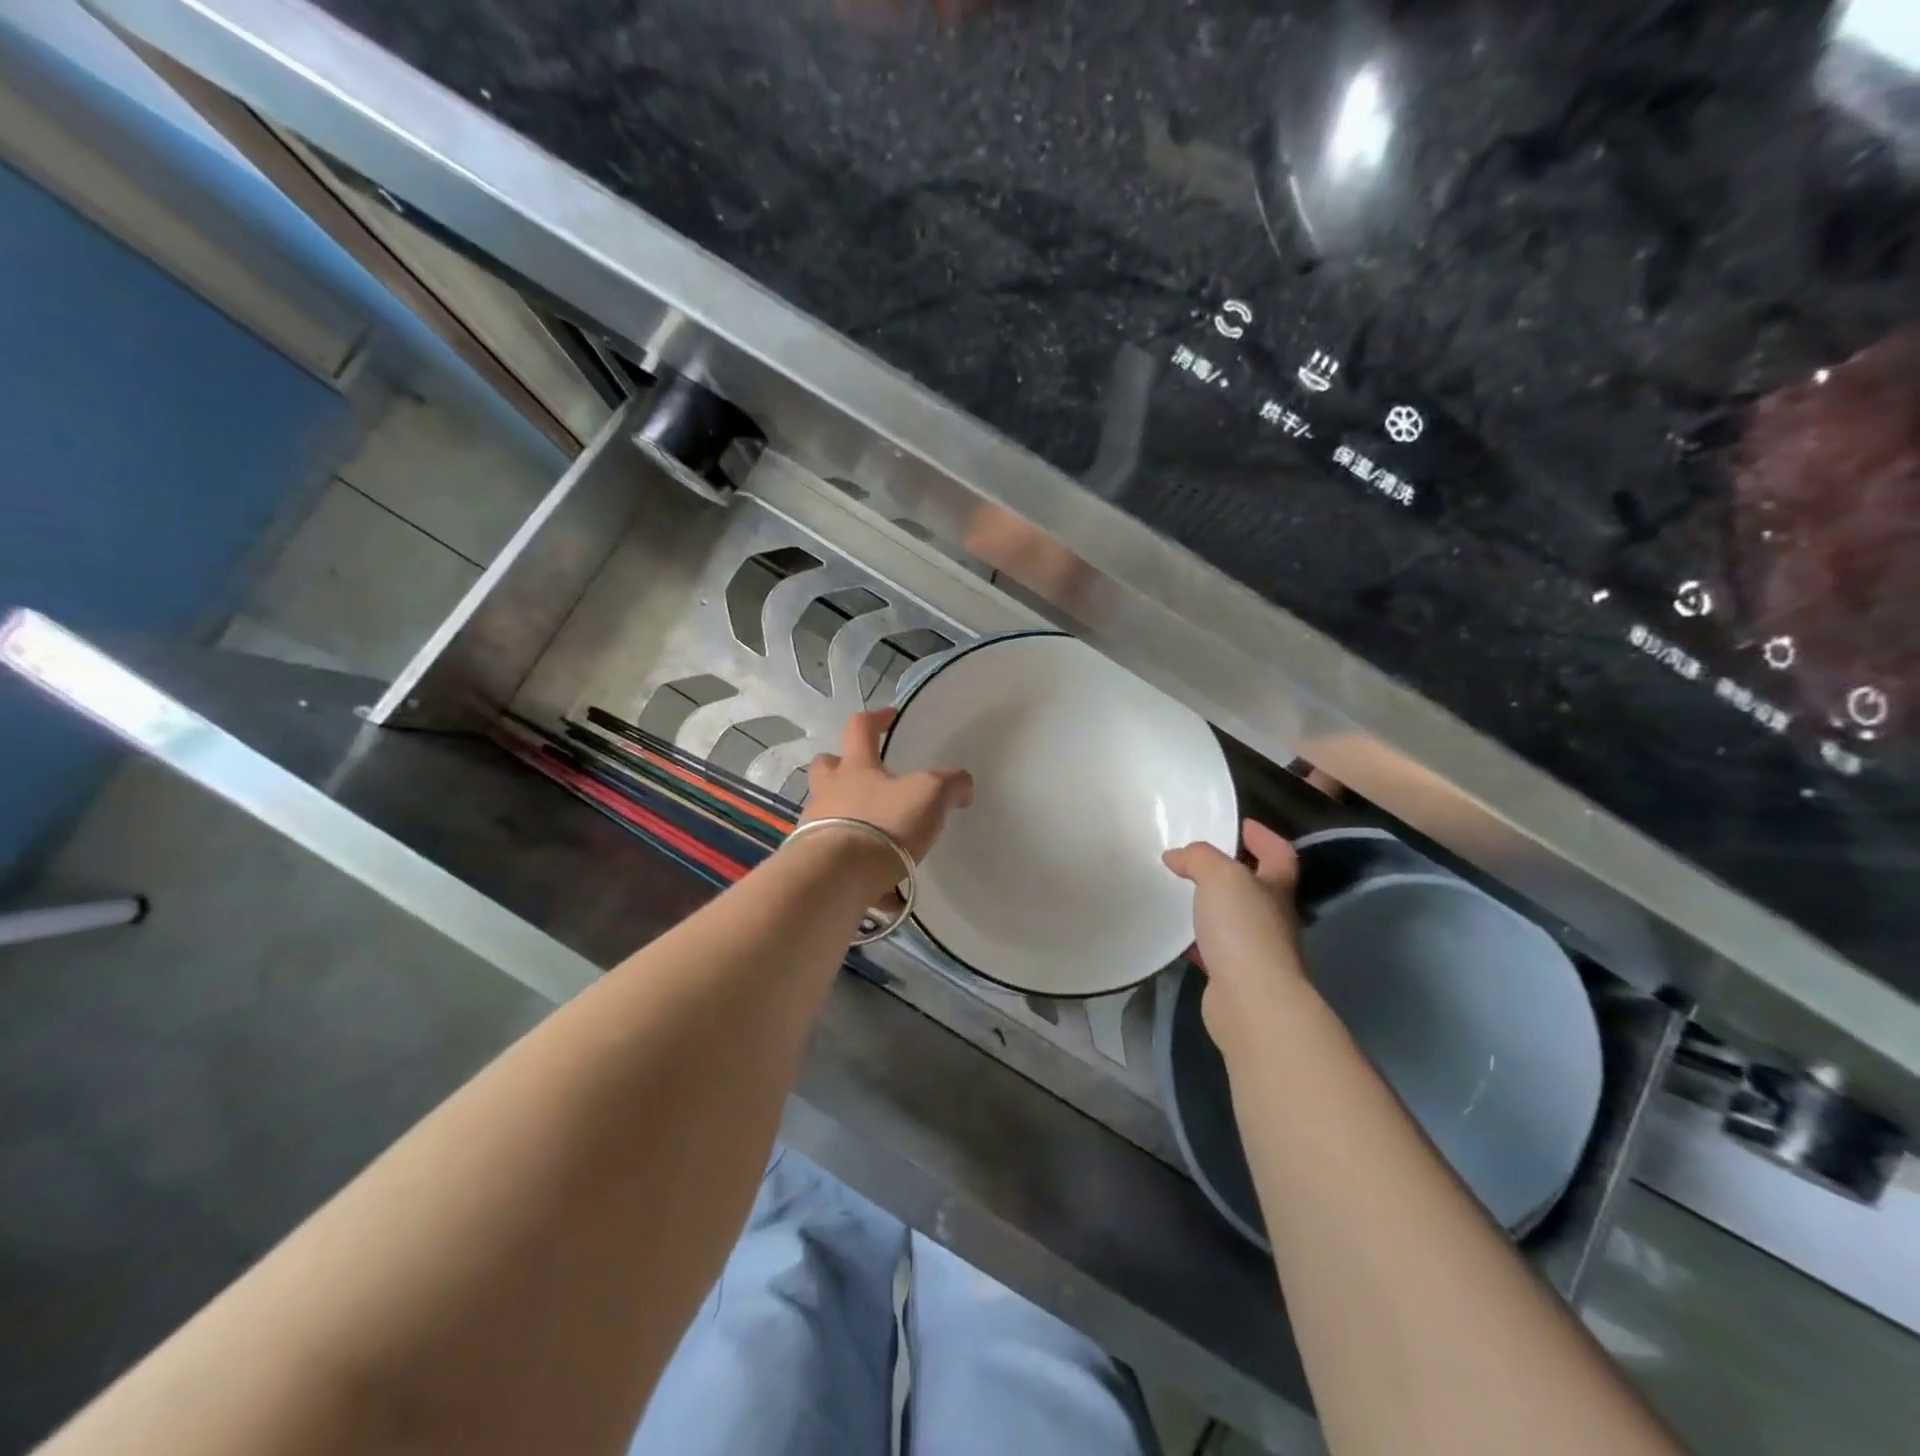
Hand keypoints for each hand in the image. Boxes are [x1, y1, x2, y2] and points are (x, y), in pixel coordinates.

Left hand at [801, 709, 973, 862]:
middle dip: (842, 767)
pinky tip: (882, 891)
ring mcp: (815, 828)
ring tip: (880, 842)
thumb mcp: (930, 794)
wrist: (838, 877)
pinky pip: (838, 862)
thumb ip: (950, 784)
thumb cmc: (884, 824)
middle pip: (826, 768)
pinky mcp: (815, 863)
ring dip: (849, 820)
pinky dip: (859, 871)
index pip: (860, 728)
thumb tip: (962, 785)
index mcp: (855, 767)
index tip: (890, 717)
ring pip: (828, 814)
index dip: (876, 719)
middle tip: (866, 777)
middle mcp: (829, 792)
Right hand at [1163, 820, 1305, 1042]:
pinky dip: (1198, 940)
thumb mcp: (1221, 877)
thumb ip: (1199, 858)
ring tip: (1182, 892)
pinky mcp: (1234, 977)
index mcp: (1276, 889)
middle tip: (1199, 859)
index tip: (1242, 825)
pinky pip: (1215, 949)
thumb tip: (1176, 856)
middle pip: (1258, 887)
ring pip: (1234, 919)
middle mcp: (1272, 918)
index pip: (1279, 855)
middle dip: (1235, 871)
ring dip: (1213, 906)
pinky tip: (1177, 936)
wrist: (1251, 1002)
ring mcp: (1256, 951)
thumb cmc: (1244, 930)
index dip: (1264, 838)